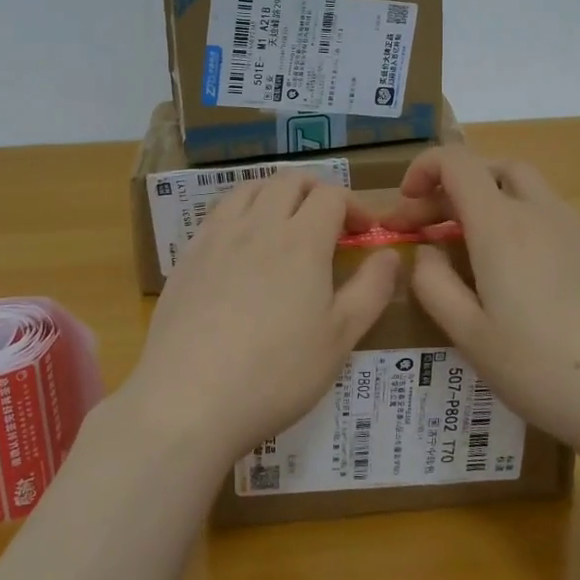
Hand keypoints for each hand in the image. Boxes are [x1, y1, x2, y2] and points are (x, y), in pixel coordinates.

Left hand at [125, 174, 398, 465]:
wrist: (188, 398)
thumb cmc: (276, 373)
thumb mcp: (340, 338)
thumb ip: (371, 289)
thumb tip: (390, 254)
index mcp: (301, 240)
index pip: (331, 195)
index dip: (354, 205)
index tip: (364, 232)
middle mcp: (258, 224)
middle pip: (289, 181)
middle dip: (316, 190)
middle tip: (329, 221)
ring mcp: (217, 237)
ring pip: (250, 189)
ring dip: (276, 194)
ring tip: (286, 224)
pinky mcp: (188, 256)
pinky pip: (219, 213)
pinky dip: (241, 212)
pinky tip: (243, 246)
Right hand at [381, 145, 579, 462]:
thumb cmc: (537, 367)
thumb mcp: (467, 333)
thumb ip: (433, 282)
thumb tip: (428, 251)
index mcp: (501, 224)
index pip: (456, 162)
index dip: (424, 168)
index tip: (406, 204)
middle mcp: (540, 212)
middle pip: (493, 167)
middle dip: (455, 184)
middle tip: (431, 226)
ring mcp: (576, 230)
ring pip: (525, 188)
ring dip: (488, 200)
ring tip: (468, 247)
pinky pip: (549, 215)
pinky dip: (518, 220)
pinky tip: (515, 272)